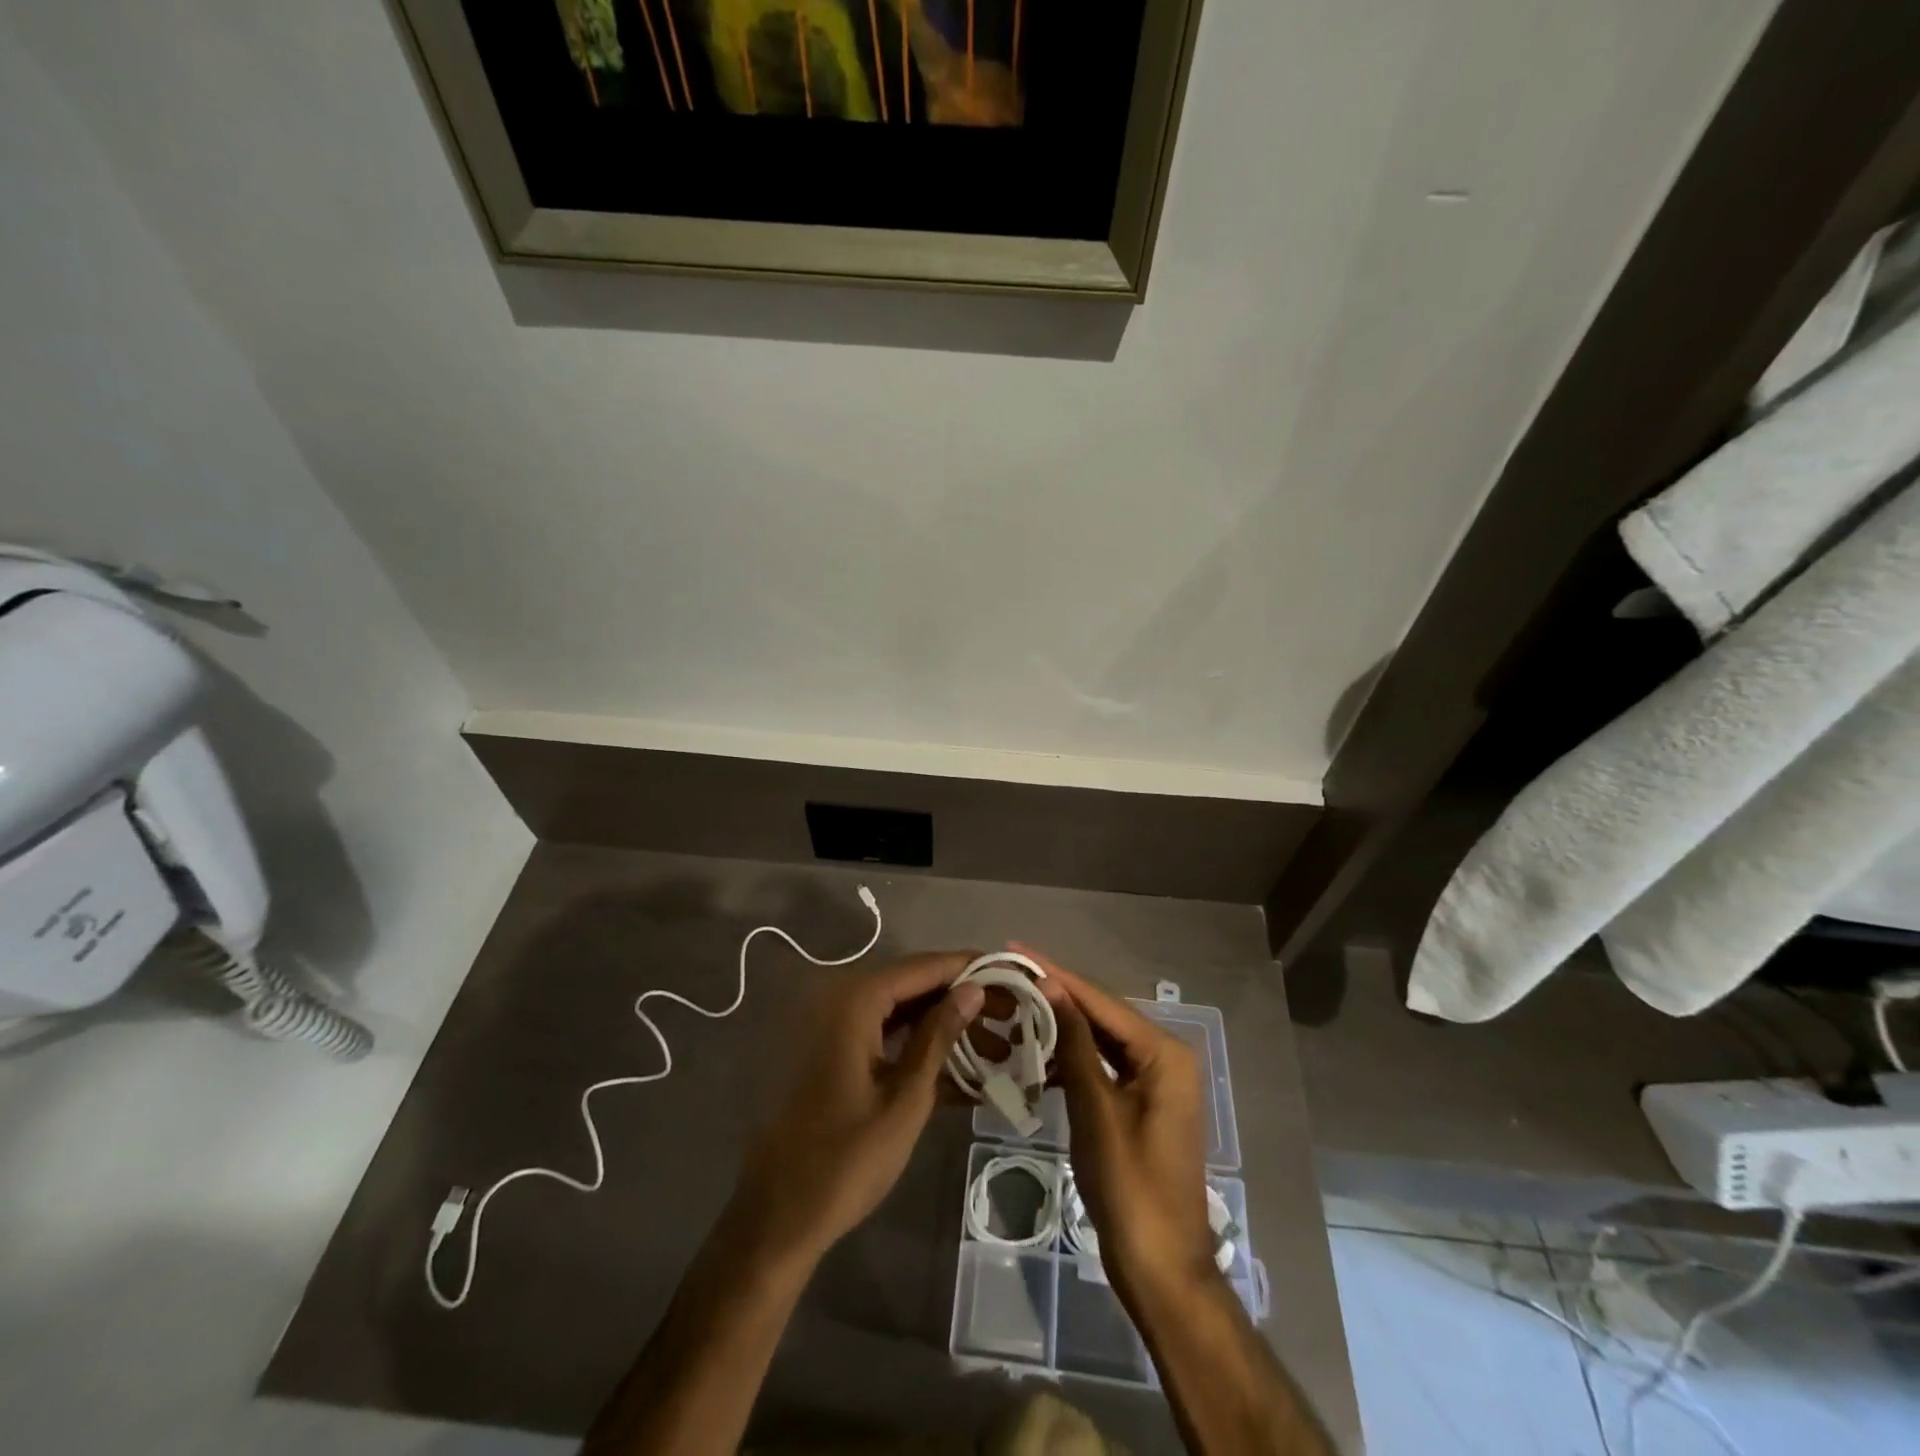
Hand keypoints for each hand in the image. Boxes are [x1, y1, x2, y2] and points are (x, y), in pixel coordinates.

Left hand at [727, 953, 984, 1265]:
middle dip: (965, 999)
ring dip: (948, 1028)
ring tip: (1000, 1050)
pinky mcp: (839, 1056)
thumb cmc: (847, 1158)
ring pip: (906, 1012)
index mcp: (857, 1001)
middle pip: (916, 985)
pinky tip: (966, 1074)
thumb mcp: (906, 1097)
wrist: (780, 1216)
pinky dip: (924, 1050)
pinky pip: (890, 1038)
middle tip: (1014, 1016)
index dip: (970, 967)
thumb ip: (939, 1036)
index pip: (925, 966)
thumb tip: (974, 989)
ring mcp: (840, 1030)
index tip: (1015, 975)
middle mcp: (845, 1001)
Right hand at [1016, 944, 1218, 1306]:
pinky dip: (1073, 1058)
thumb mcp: (1096, 1109)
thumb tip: (1051, 986)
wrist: (1160, 1266)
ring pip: (1101, 1039)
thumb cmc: (1129, 1186)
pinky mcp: (1142, 1102)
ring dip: (1062, 1026)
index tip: (1017, 949)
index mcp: (1164, 1052)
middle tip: (1011, 974)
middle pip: (1103, 1015)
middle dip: (1058, 995)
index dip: (1057, 974)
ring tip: (1017, 1005)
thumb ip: (1075, 1042)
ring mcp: (1156, 1080)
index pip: (1101, 1001)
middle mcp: (1166, 1056)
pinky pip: (1104, 1065)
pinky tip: (1039, 1051)